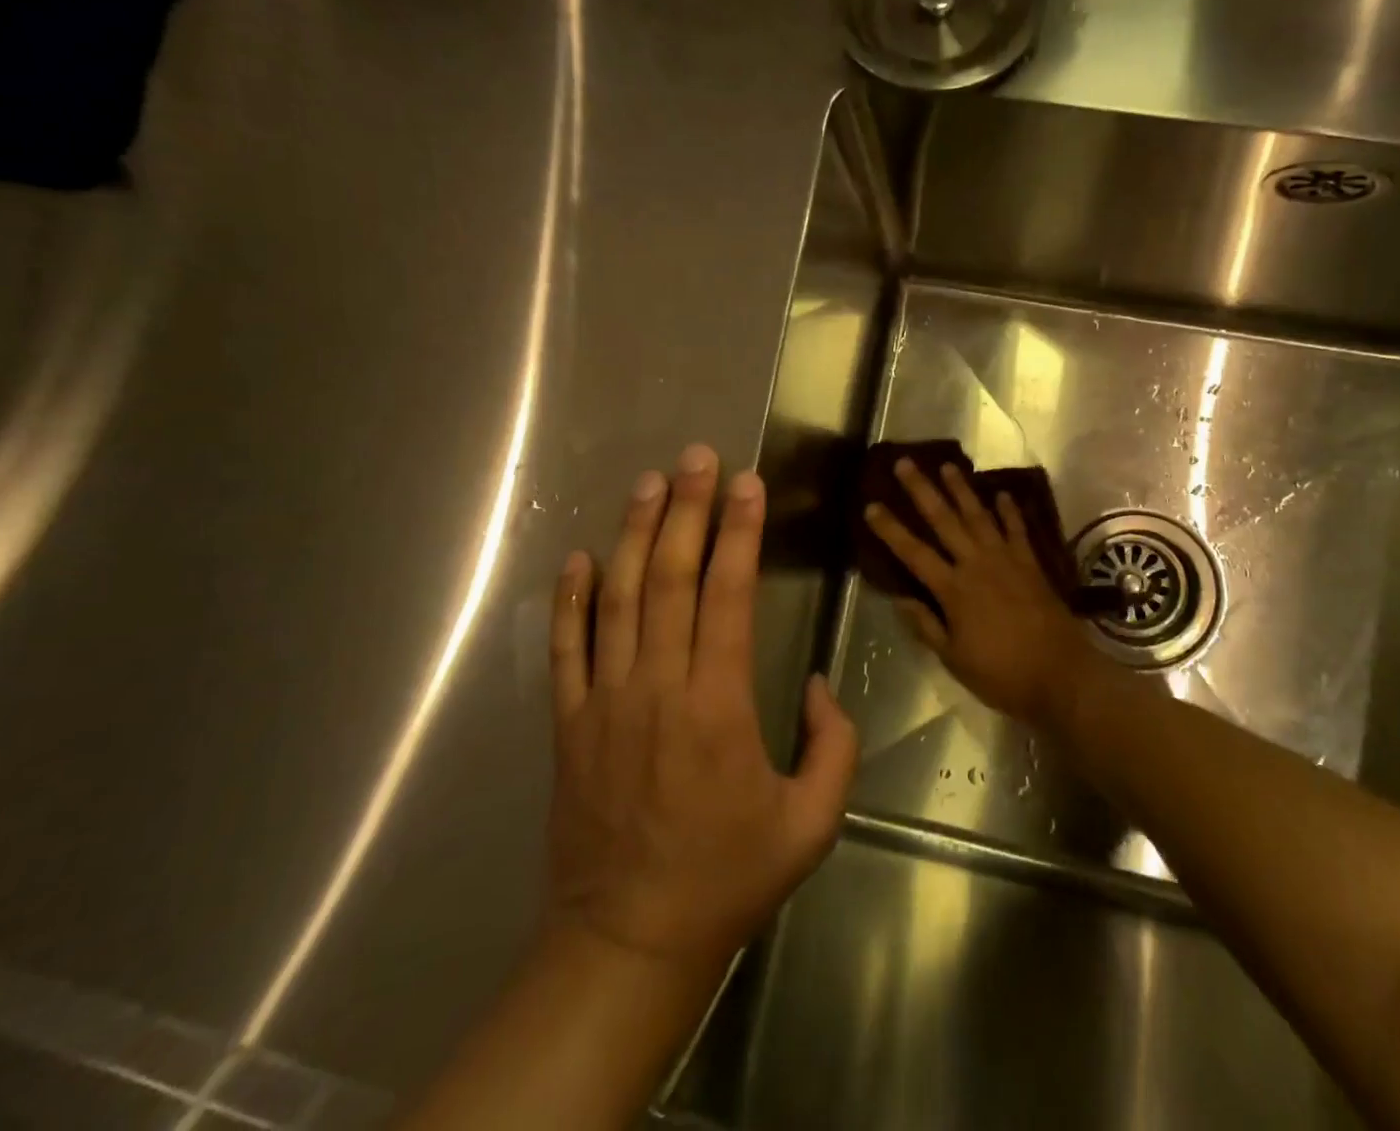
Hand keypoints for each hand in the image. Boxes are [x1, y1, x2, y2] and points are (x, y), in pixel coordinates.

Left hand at [542, 444, 857, 983]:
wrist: (629, 942)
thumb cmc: (728, 879)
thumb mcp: (813, 824)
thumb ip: (833, 746)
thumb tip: (816, 683)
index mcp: (719, 706)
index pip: (728, 595)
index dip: (739, 533)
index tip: (746, 484)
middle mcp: (658, 688)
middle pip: (671, 579)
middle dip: (686, 510)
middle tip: (696, 458)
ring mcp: (605, 702)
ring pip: (618, 600)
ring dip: (633, 535)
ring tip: (647, 483)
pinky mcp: (570, 724)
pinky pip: (566, 650)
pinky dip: (570, 600)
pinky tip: (578, 557)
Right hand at [863, 458, 1094, 731]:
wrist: (1062, 675)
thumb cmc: (1002, 674)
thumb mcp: (954, 658)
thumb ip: (926, 625)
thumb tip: (899, 599)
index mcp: (953, 589)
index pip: (913, 553)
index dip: (890, 529)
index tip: (871, 506)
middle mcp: (977, 564)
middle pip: (944, 520)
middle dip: (922, 490)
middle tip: (905, 463)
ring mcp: (1006, 560)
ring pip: (979, 515)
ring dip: (961, 489)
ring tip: (947, 466)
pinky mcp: (1031, 564)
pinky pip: (1017, 529)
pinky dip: (1009, 511)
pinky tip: (1002, 493)